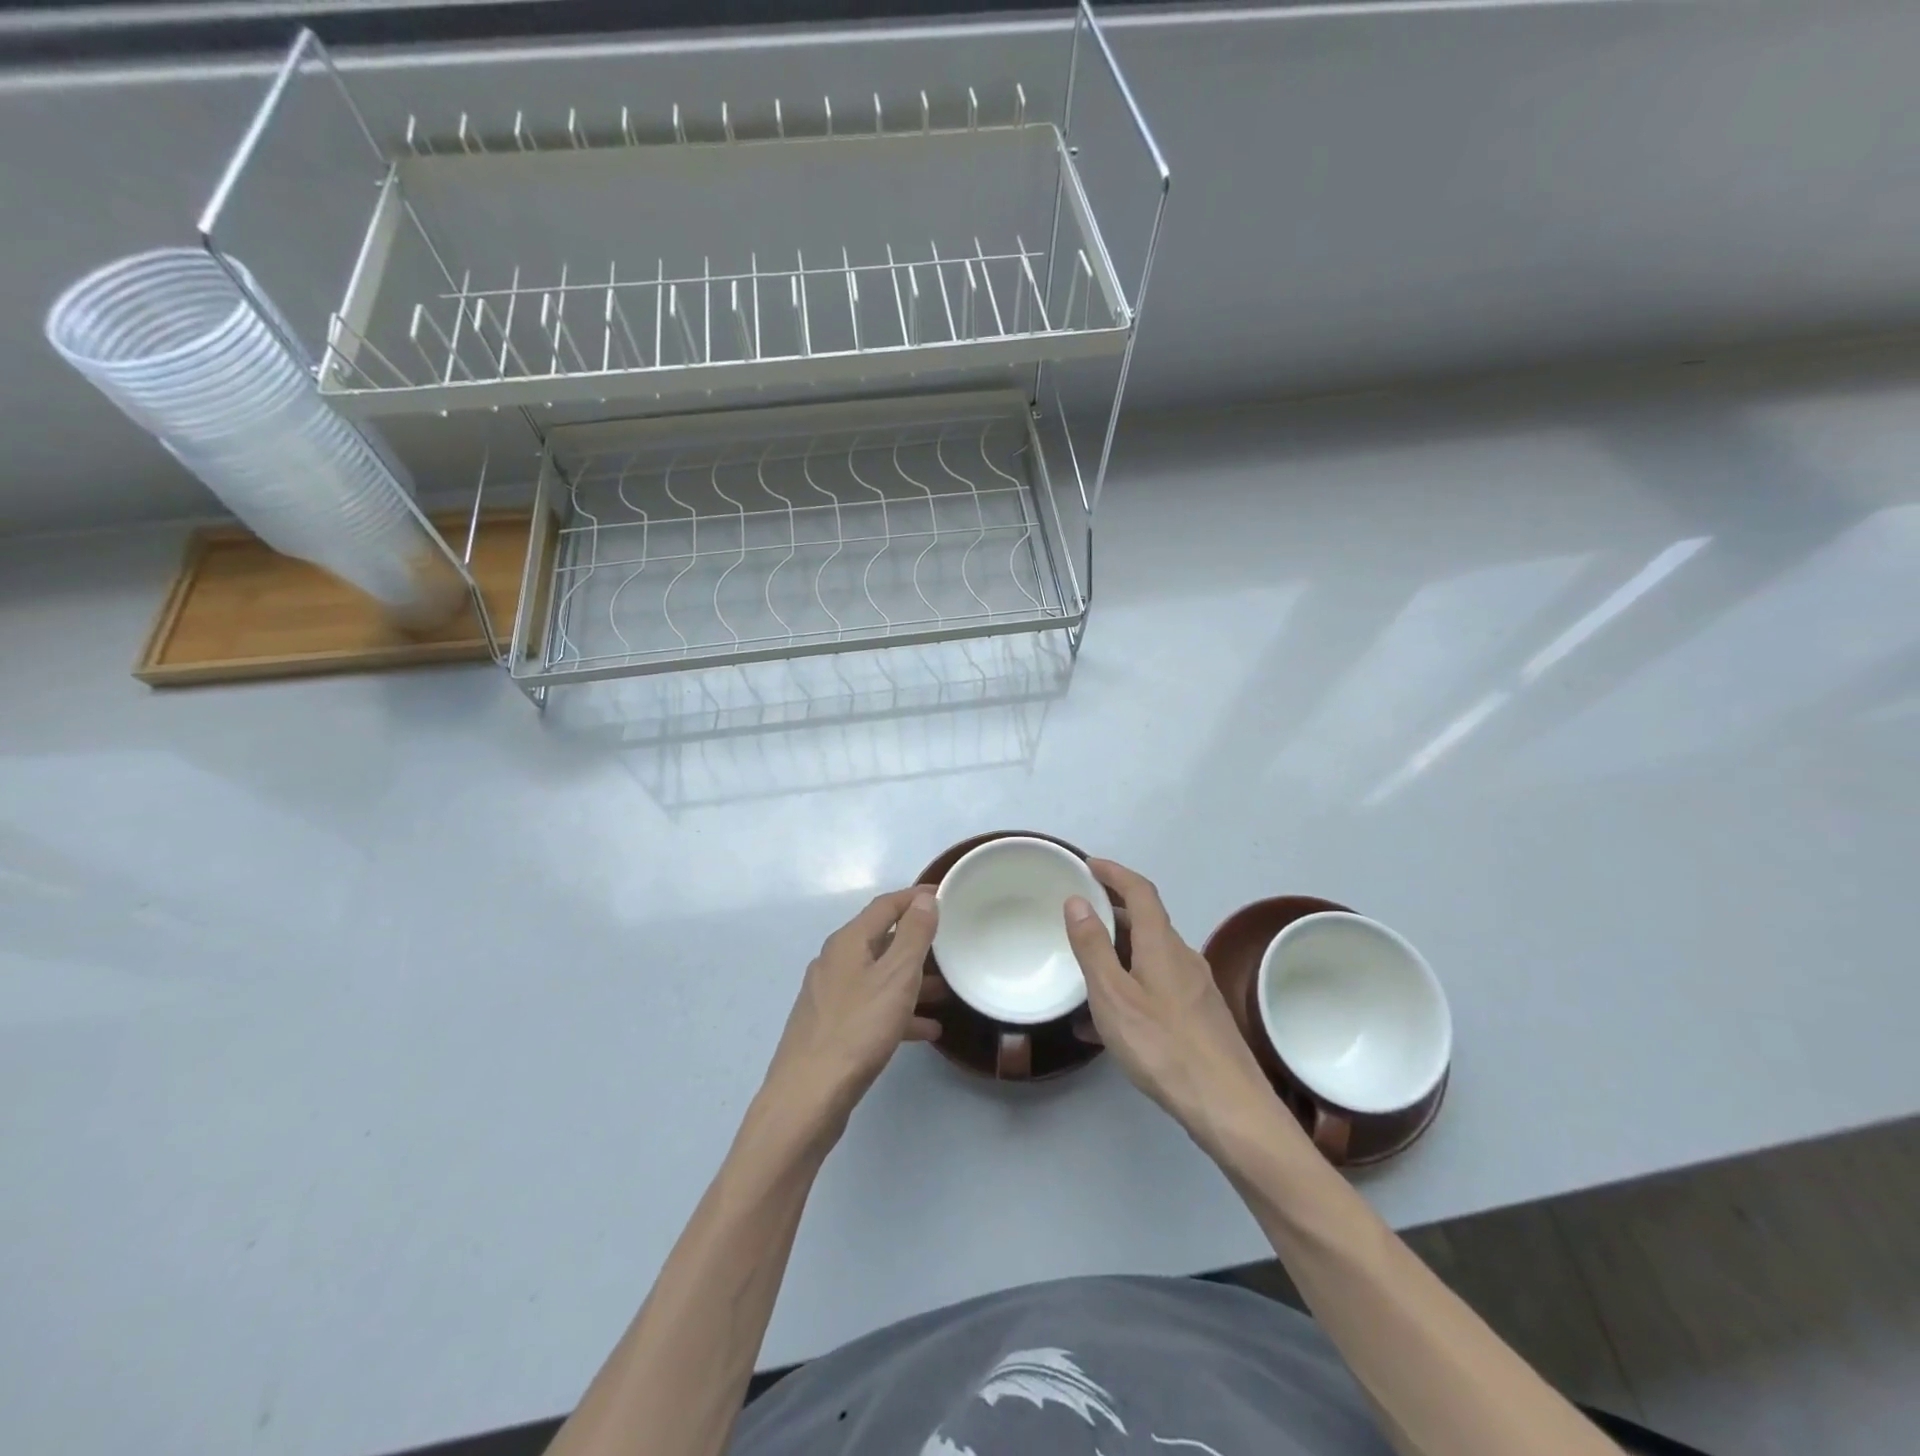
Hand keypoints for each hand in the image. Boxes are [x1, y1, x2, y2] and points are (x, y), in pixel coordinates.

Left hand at [764, 888, 942, 1127]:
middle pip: (881, 940)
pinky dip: (898, 1011)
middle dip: (917, 942)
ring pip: (878, 977)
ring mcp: (829, 996)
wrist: (808, 1098)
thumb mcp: (896, 977)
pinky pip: (871, 1008)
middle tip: (950, 946)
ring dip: (911, 980)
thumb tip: (923, 900)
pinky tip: (926, 1030)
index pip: (885, 905)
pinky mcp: (830, 1027)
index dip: (915, 897)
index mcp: (847, 942)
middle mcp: (834, 962)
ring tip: (946, 991)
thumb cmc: (857, 1030)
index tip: (945, 895)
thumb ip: (913, 935)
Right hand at [1065, 860, 1286, 1158]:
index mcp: (1162, 944)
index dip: (1114, 872)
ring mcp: (1196, 987)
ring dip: (1121, 950)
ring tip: (1086, 968)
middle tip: (1079, 915)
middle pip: (1147, 921)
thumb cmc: (1163, 1046)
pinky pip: (1159, 984)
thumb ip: (1092, 947)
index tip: (1089, 865)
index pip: (1140, 890)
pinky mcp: (1201, 1016)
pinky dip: (1133, 983)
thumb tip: (1078, 900)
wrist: (1229, 1107)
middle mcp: (1183, 957)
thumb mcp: (1113, 996)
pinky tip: (1111, 1021)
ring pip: (1152, 954)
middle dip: (1113, 911)